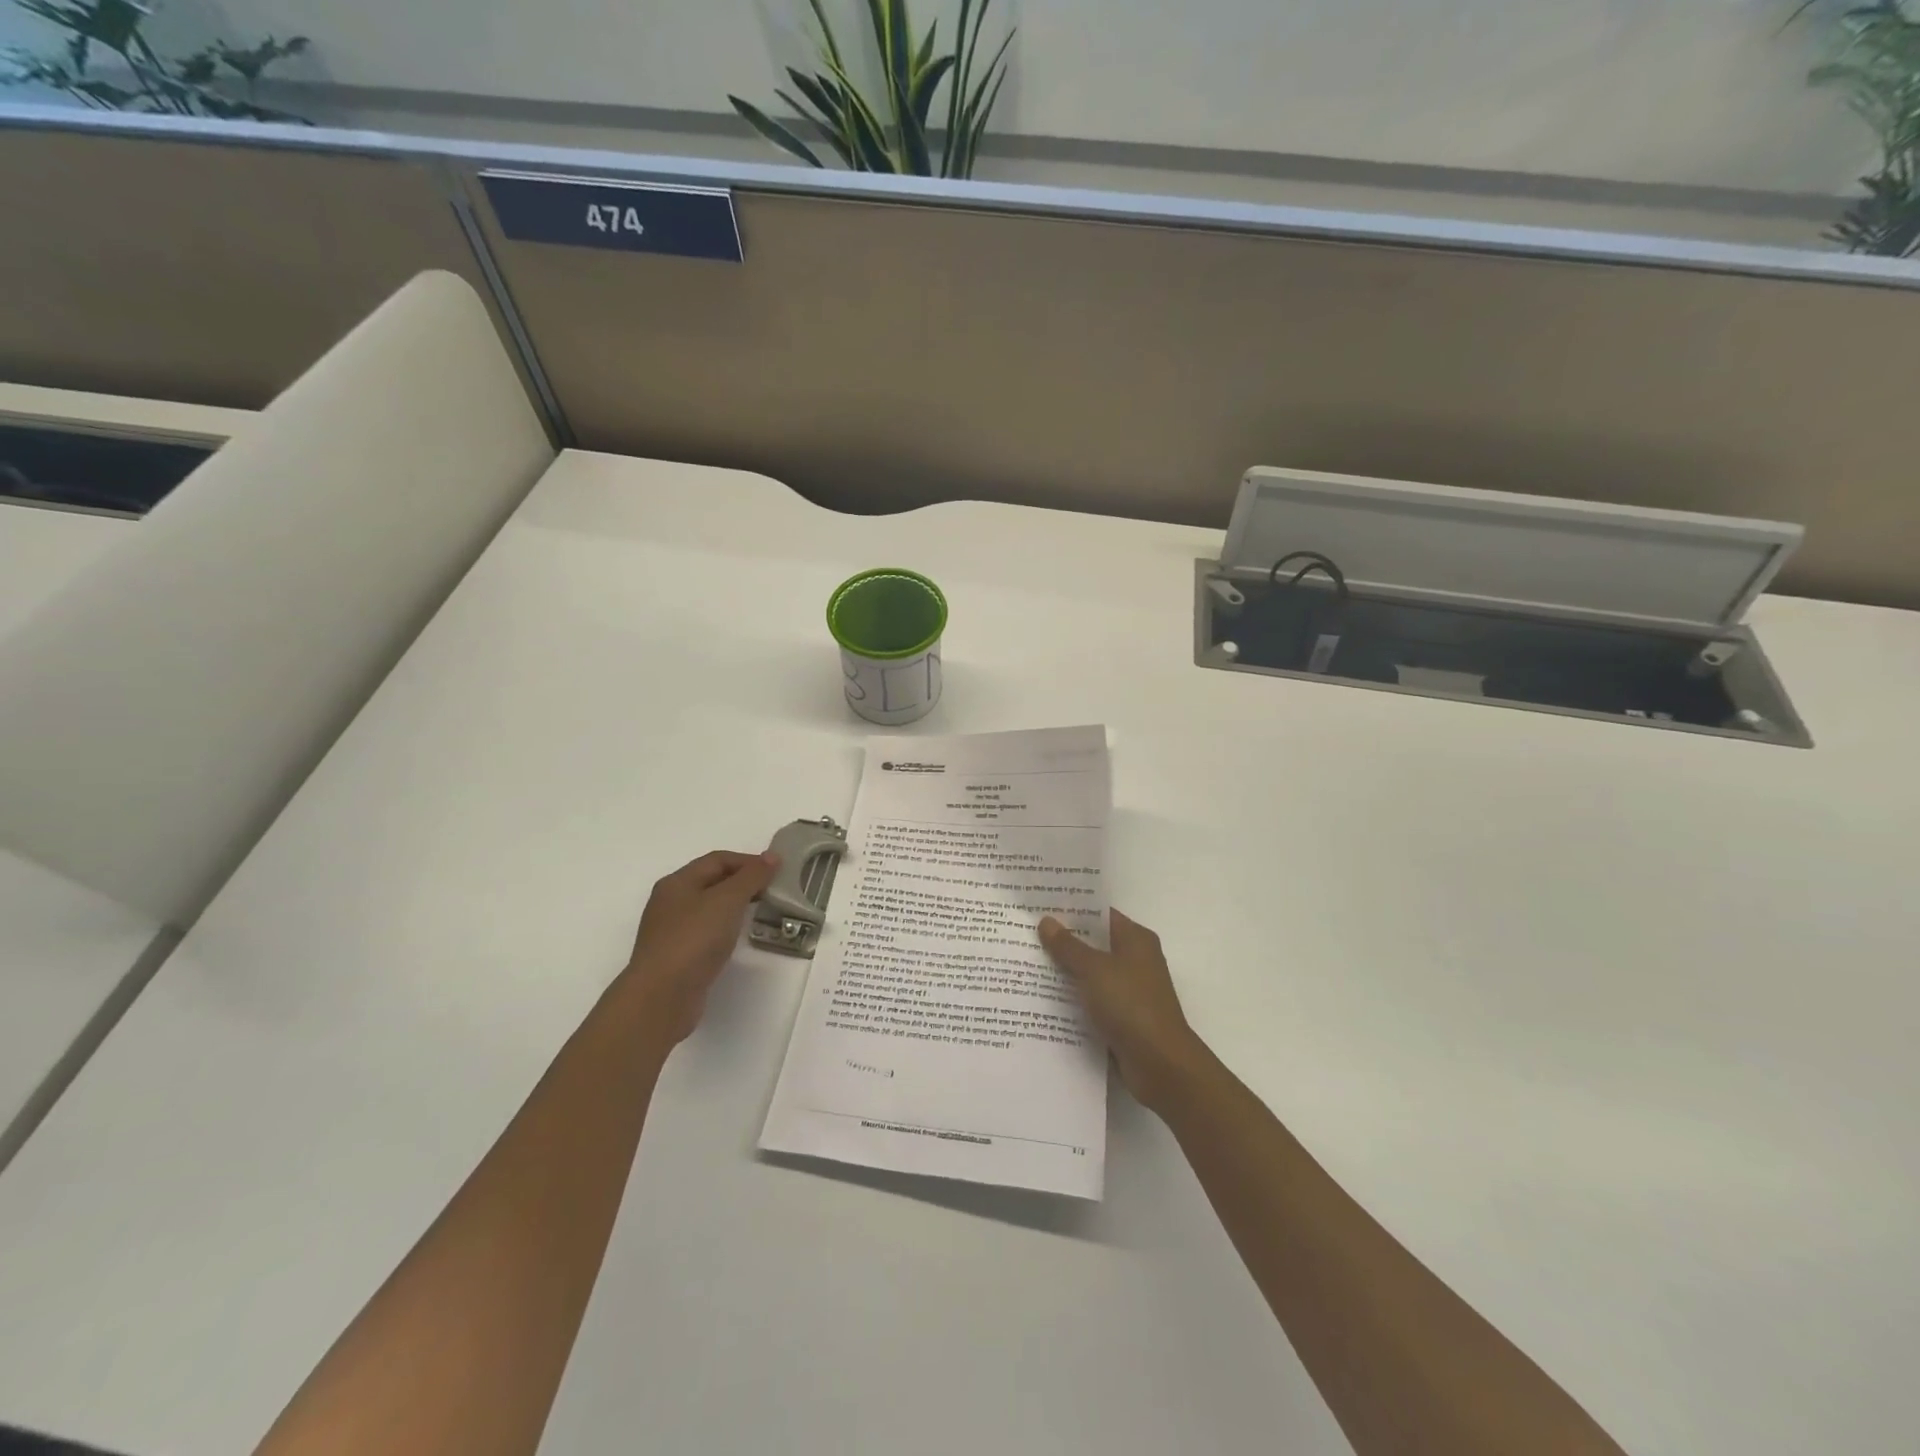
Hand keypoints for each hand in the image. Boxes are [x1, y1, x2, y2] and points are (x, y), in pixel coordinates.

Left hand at [623, 850, 778, 1046]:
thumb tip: (772, 856)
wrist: (661, 997)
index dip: (748, 861)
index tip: (777, 871)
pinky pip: (706, 932)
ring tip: (760, 912)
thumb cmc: (694, 939)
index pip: (717, 859)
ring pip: (709, 908)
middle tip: (772, 891)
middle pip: (712, 881)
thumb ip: (751, 876)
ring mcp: (671, 931)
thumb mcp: (727, 900)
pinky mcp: (677, 956)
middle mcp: (670, 902)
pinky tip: (737, 938)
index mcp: (677, 882)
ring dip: (735, 906)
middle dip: (743, 882)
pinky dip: (725, 928)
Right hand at [1040, 909, 1208, 1114]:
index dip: (1072, 909)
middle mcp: (1135, 960)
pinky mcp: (1123, 1018)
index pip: (1100, 915)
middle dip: (1063, 941)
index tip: (1040, 906)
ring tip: (1025, 964)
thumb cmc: (1130, 1005)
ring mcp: (1129, 991)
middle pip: (1094, 944)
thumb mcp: (1094, 970)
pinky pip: (1092, 1000)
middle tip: (1025, 934)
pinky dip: (1073, 999)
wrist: (1160, 1064)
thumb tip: (1047, 921)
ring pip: (1091, 974)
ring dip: (1065, 972)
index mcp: (1136, 939)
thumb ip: (1069, 946)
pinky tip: (1043, 999)